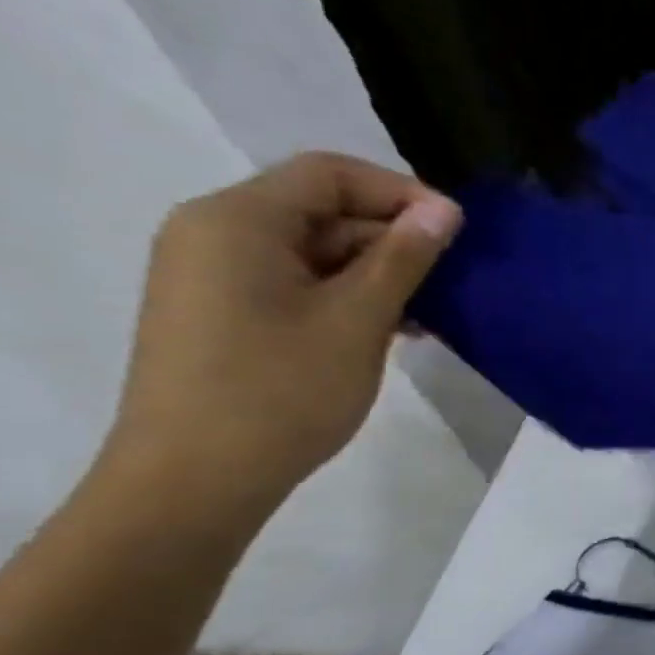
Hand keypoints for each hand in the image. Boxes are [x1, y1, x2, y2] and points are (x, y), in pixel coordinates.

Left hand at [103, 153, 462, 527]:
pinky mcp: (223, 311)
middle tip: (454, 279)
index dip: (401, 193)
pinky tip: (393, 328)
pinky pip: (296, 282)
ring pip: (314, 250)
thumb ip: (403, 257)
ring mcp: (215, 275)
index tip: (458, 231)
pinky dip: (347, 295)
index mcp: (237, 220)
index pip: (330, 175)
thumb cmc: (281, 390)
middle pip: (321, 210)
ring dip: (377, 272)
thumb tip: (445, 210)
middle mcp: (215, 233)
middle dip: (393, 238)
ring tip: (431, 312)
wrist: (196, 479)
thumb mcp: (357, 318)